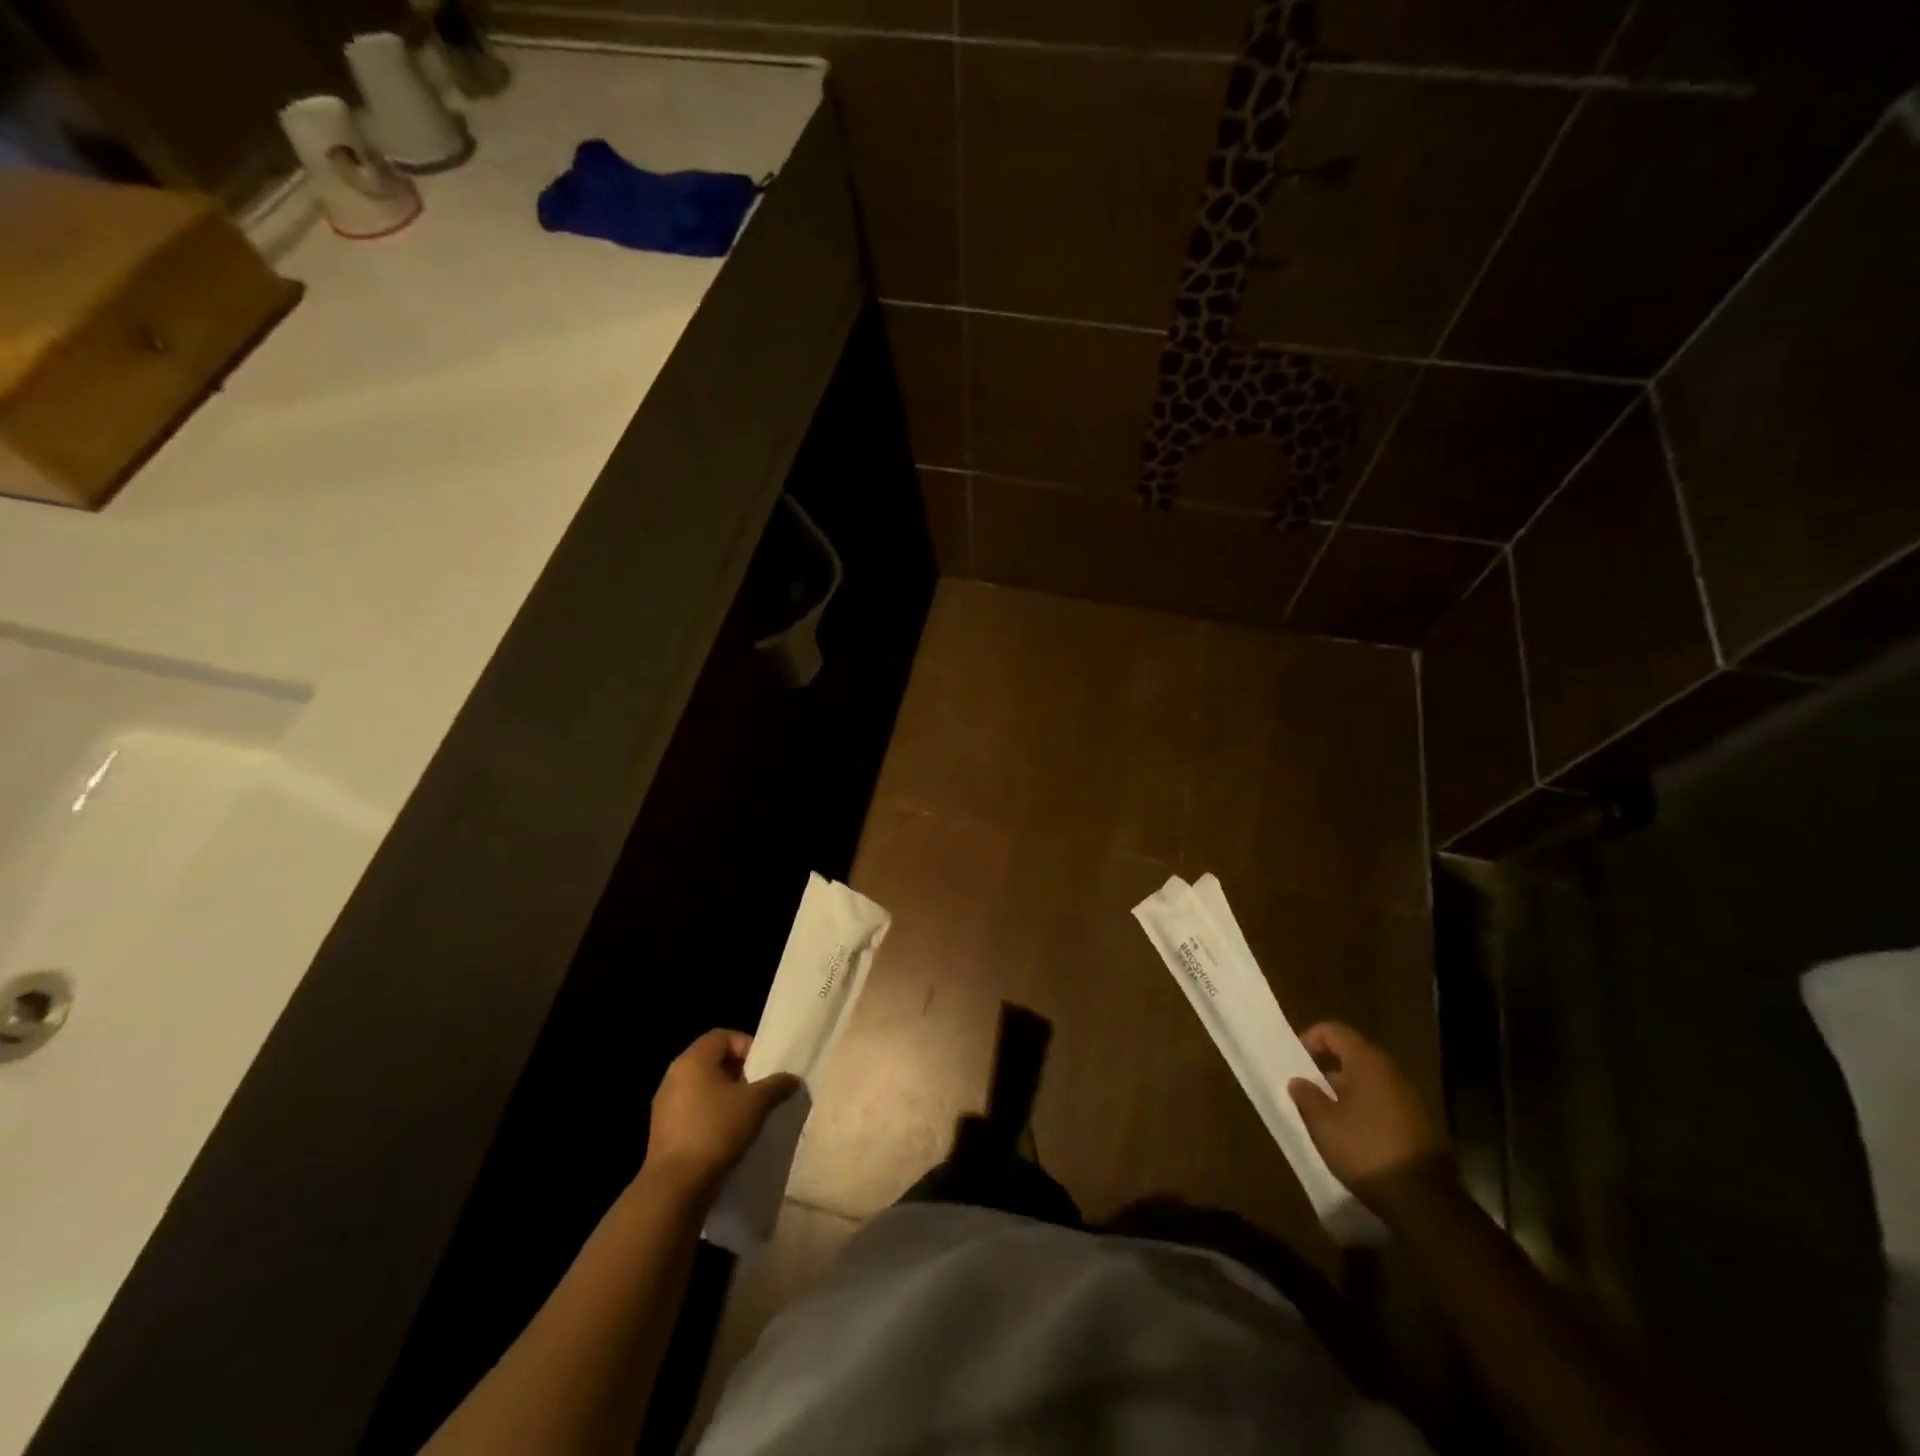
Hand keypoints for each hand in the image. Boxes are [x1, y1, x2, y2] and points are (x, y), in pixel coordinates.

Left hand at [644, 1030, 801, 1203]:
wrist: (675, 1188)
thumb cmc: (716, 1131)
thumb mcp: (756, 1103)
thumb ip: (777, 1085)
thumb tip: (792, 1079)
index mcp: (692, 1060)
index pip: (722, 1036)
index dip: (746, 1045)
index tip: (763, 1068)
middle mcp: (674, 1077)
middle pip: (712, 1062)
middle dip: (739, 1073)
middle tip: (760, 1090)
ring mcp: (665, 1106)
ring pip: (703, 1089)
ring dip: (726, 1097)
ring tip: (748, 1115)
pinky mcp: (664, 1133)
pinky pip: (693, 1113)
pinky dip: (712, 1117)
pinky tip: (728, 1136)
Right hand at [1288, 1022, 1448, 1206]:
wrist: (1426, 1202)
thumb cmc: (1366, 1150)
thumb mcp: (1323, 1124)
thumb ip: (1306, 1096)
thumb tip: (1298, 1081)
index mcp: (1368, 1062)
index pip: (1334, 1030)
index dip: (1310, 1038)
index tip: (1296, 1062)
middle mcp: (1393, 1072)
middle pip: (1354, 1054)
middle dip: (1328, 1067)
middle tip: (1309, 1088)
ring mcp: (1412, 1098)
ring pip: (1371, 1080)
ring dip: (1348, 1090)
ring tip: (1329, 1114)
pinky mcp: (1423, 1124)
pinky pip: (1386, 1102)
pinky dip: (1367, 1108)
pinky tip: (1356, 1134)